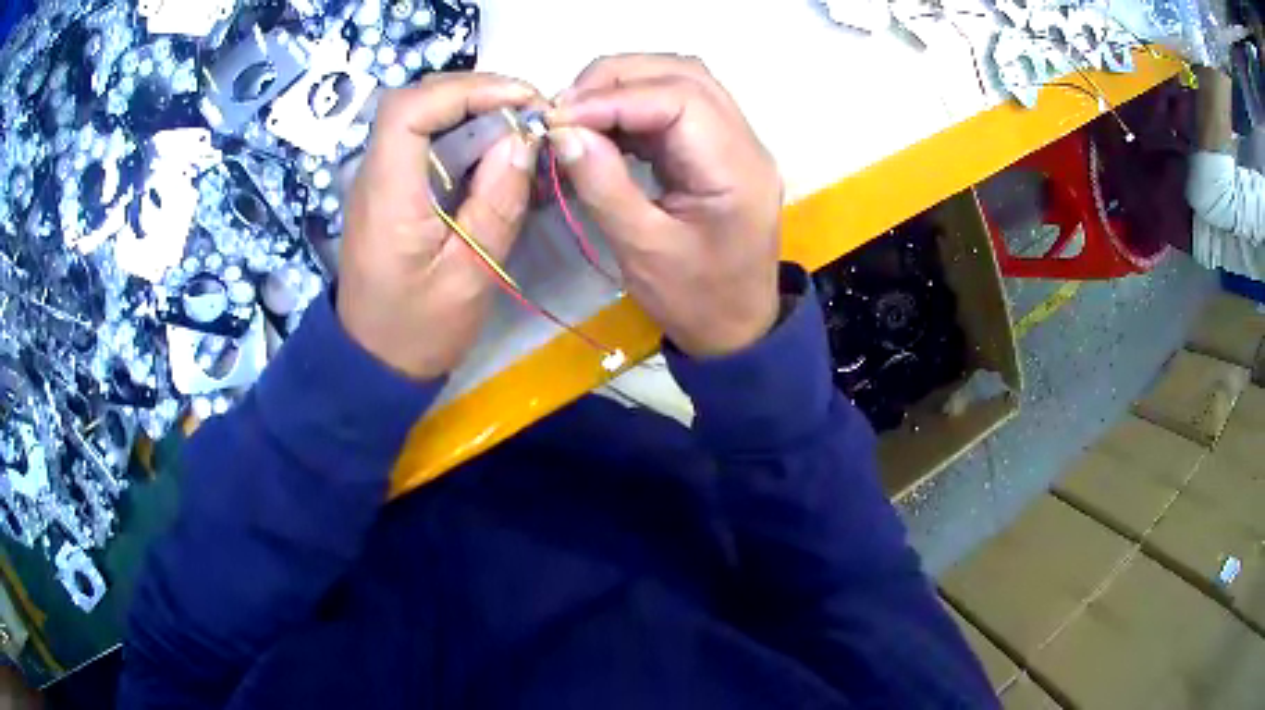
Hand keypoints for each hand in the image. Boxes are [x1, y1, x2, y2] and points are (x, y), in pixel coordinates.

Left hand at [338, 74, 539, 379]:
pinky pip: (426, 142)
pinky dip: (464, 135)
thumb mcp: (469, 275)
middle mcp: (375, 175)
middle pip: (417, 101)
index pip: (411, 109)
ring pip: (422, 117)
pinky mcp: (392, 190)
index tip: (524, 101)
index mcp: (388, 195)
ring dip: (474, 111)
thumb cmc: (418, 331)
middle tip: (529, 112)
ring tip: (520, 128)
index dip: (469, 89)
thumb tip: (523, 139)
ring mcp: (380, 180)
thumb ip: (496, 204)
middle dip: (477, 94)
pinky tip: (495, 153)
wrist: (374, 363)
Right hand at [549, 55, 782, 358]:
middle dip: (616, 80)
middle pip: (684, 75)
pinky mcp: (717, 150)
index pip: (678, 98)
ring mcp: (735, 142)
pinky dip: (634, 107)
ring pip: (681, 82)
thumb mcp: (642, 250)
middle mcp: (744, 142)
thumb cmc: (695, 300)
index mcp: (736, 169)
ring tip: (577, 112)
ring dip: (625, 86)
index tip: (559, 117)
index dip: (613, 97)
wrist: (738, 330)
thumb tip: (563, 131)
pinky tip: (602, 125)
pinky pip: (677, 107)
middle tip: (564, 108)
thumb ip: (603, 184)